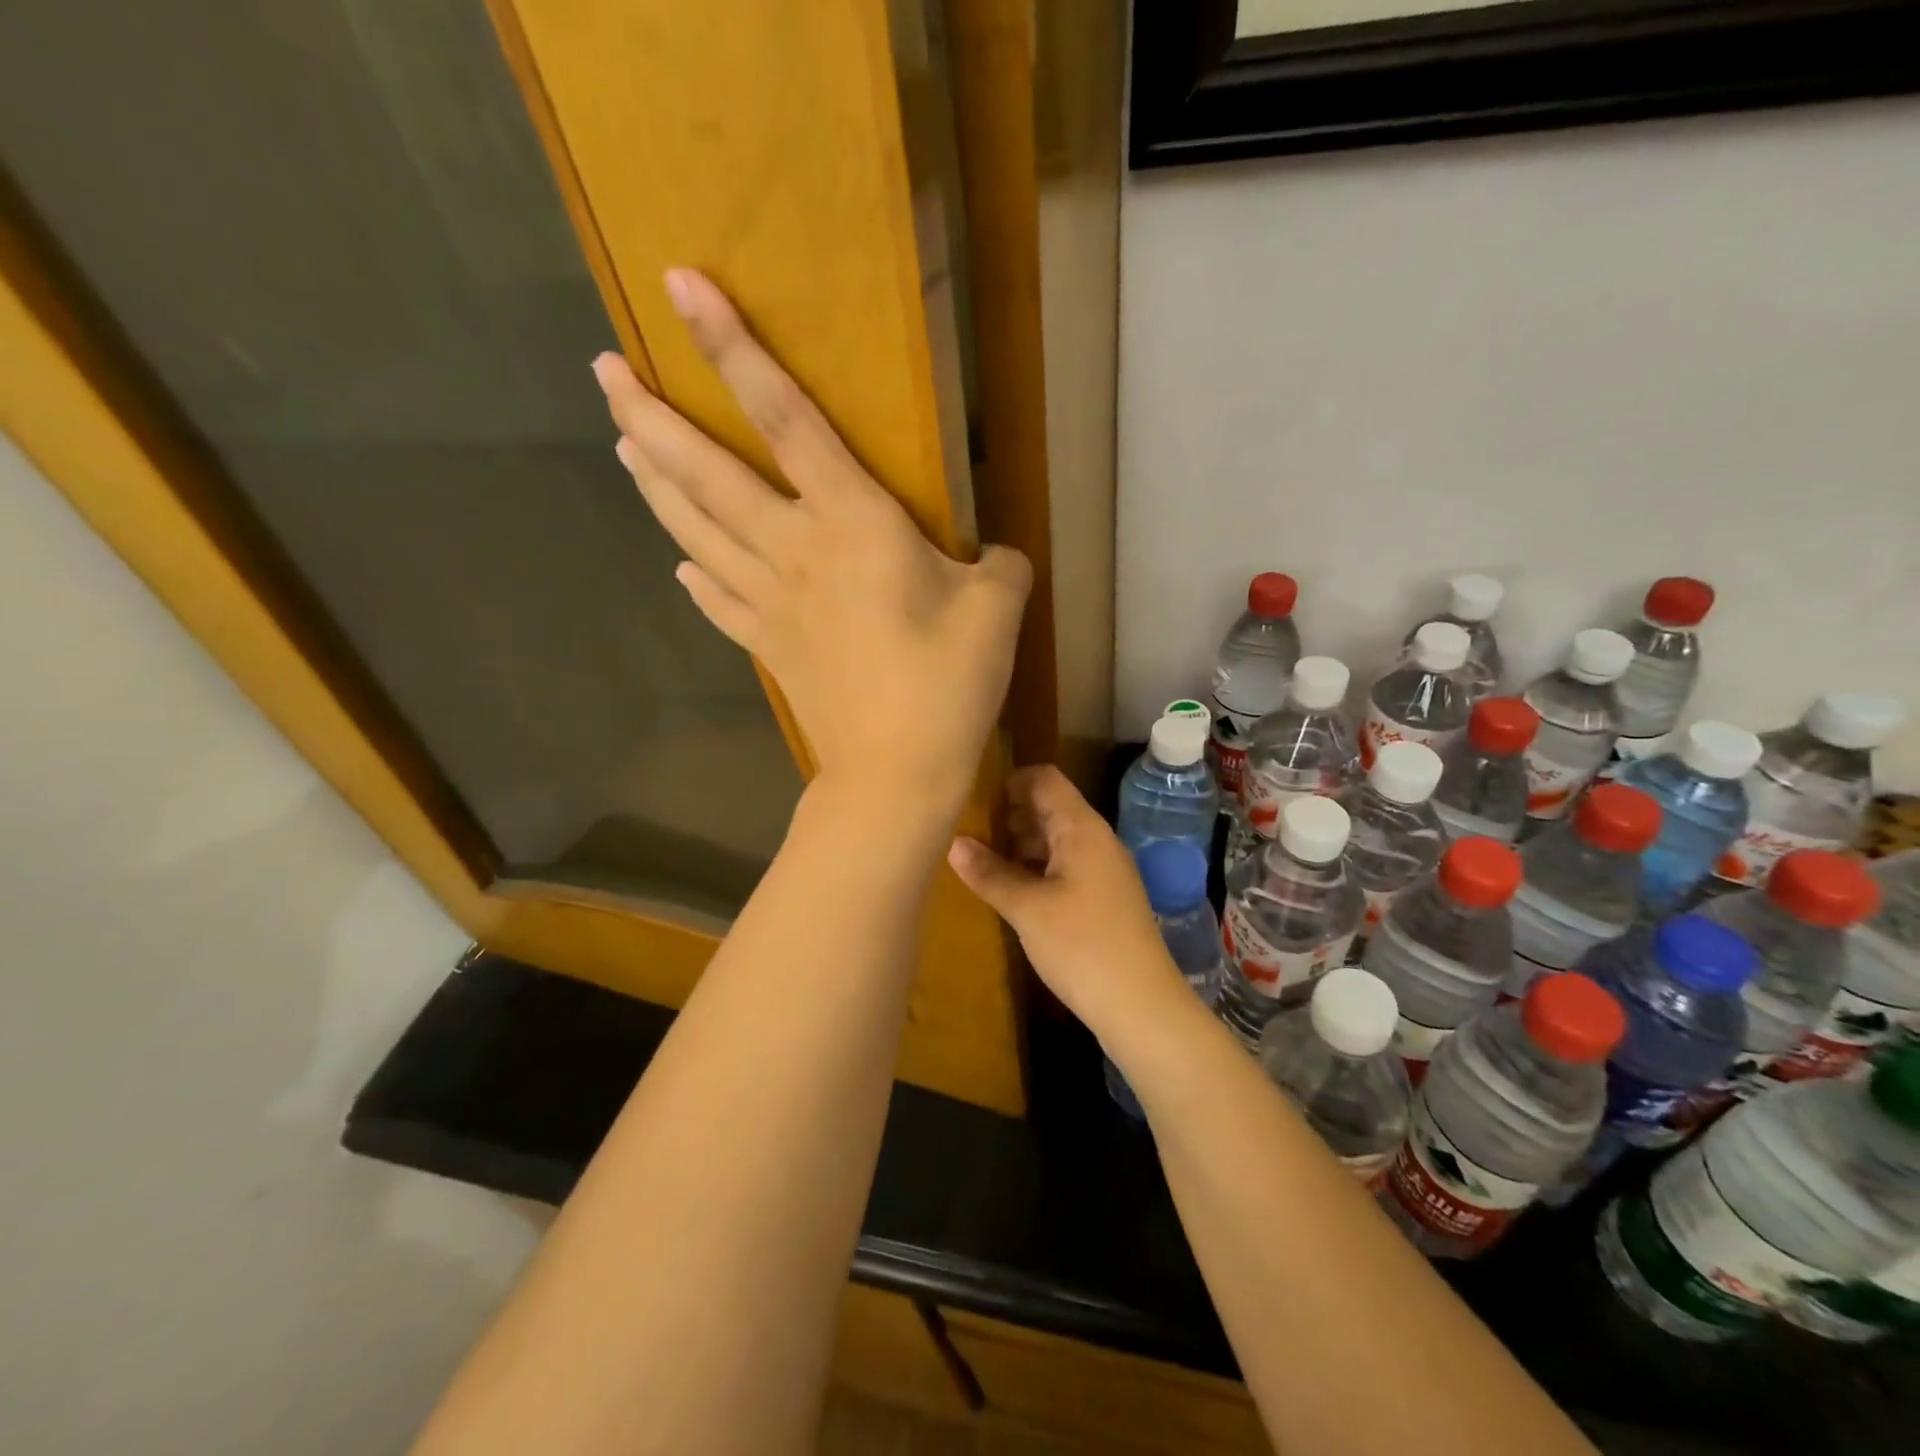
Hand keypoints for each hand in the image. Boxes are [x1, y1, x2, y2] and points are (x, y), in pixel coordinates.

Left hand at [593, 269, 1030, 818]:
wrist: (895, 771)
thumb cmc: (947, 683)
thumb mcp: (997, 609)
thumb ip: (1000, 565)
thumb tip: (995, 556)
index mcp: (850, 523)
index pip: (784, 417)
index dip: (732, 348)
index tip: (678, 286)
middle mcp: (793, 549)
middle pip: (707, 472)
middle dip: (650, 415)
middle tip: (603, 371)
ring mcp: (770, 602)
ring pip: (696, 529)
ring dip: (656, 484)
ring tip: (623, 444)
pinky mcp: (768, 647)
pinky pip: (719, 600)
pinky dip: (696, 574)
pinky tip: (681, 564)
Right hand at [946, 766, 1187, 1035]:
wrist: (1140, 1004)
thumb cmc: (1081, 946)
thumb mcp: (1027, 908)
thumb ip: (989, 872)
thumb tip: (954, 843)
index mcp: (1082, 829)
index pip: (1044, 779)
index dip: (1010, 783)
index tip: (975, 803)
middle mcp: (1096, 840)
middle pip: (1050, 807)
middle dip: (1010, 815)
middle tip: (970, 834)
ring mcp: (1103, 869)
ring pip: (1056, 839)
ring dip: (1021, 844)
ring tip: (983, 863)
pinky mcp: (1103, 897)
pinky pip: (1065, 866)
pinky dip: (1036, 868)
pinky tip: (1011, 890)